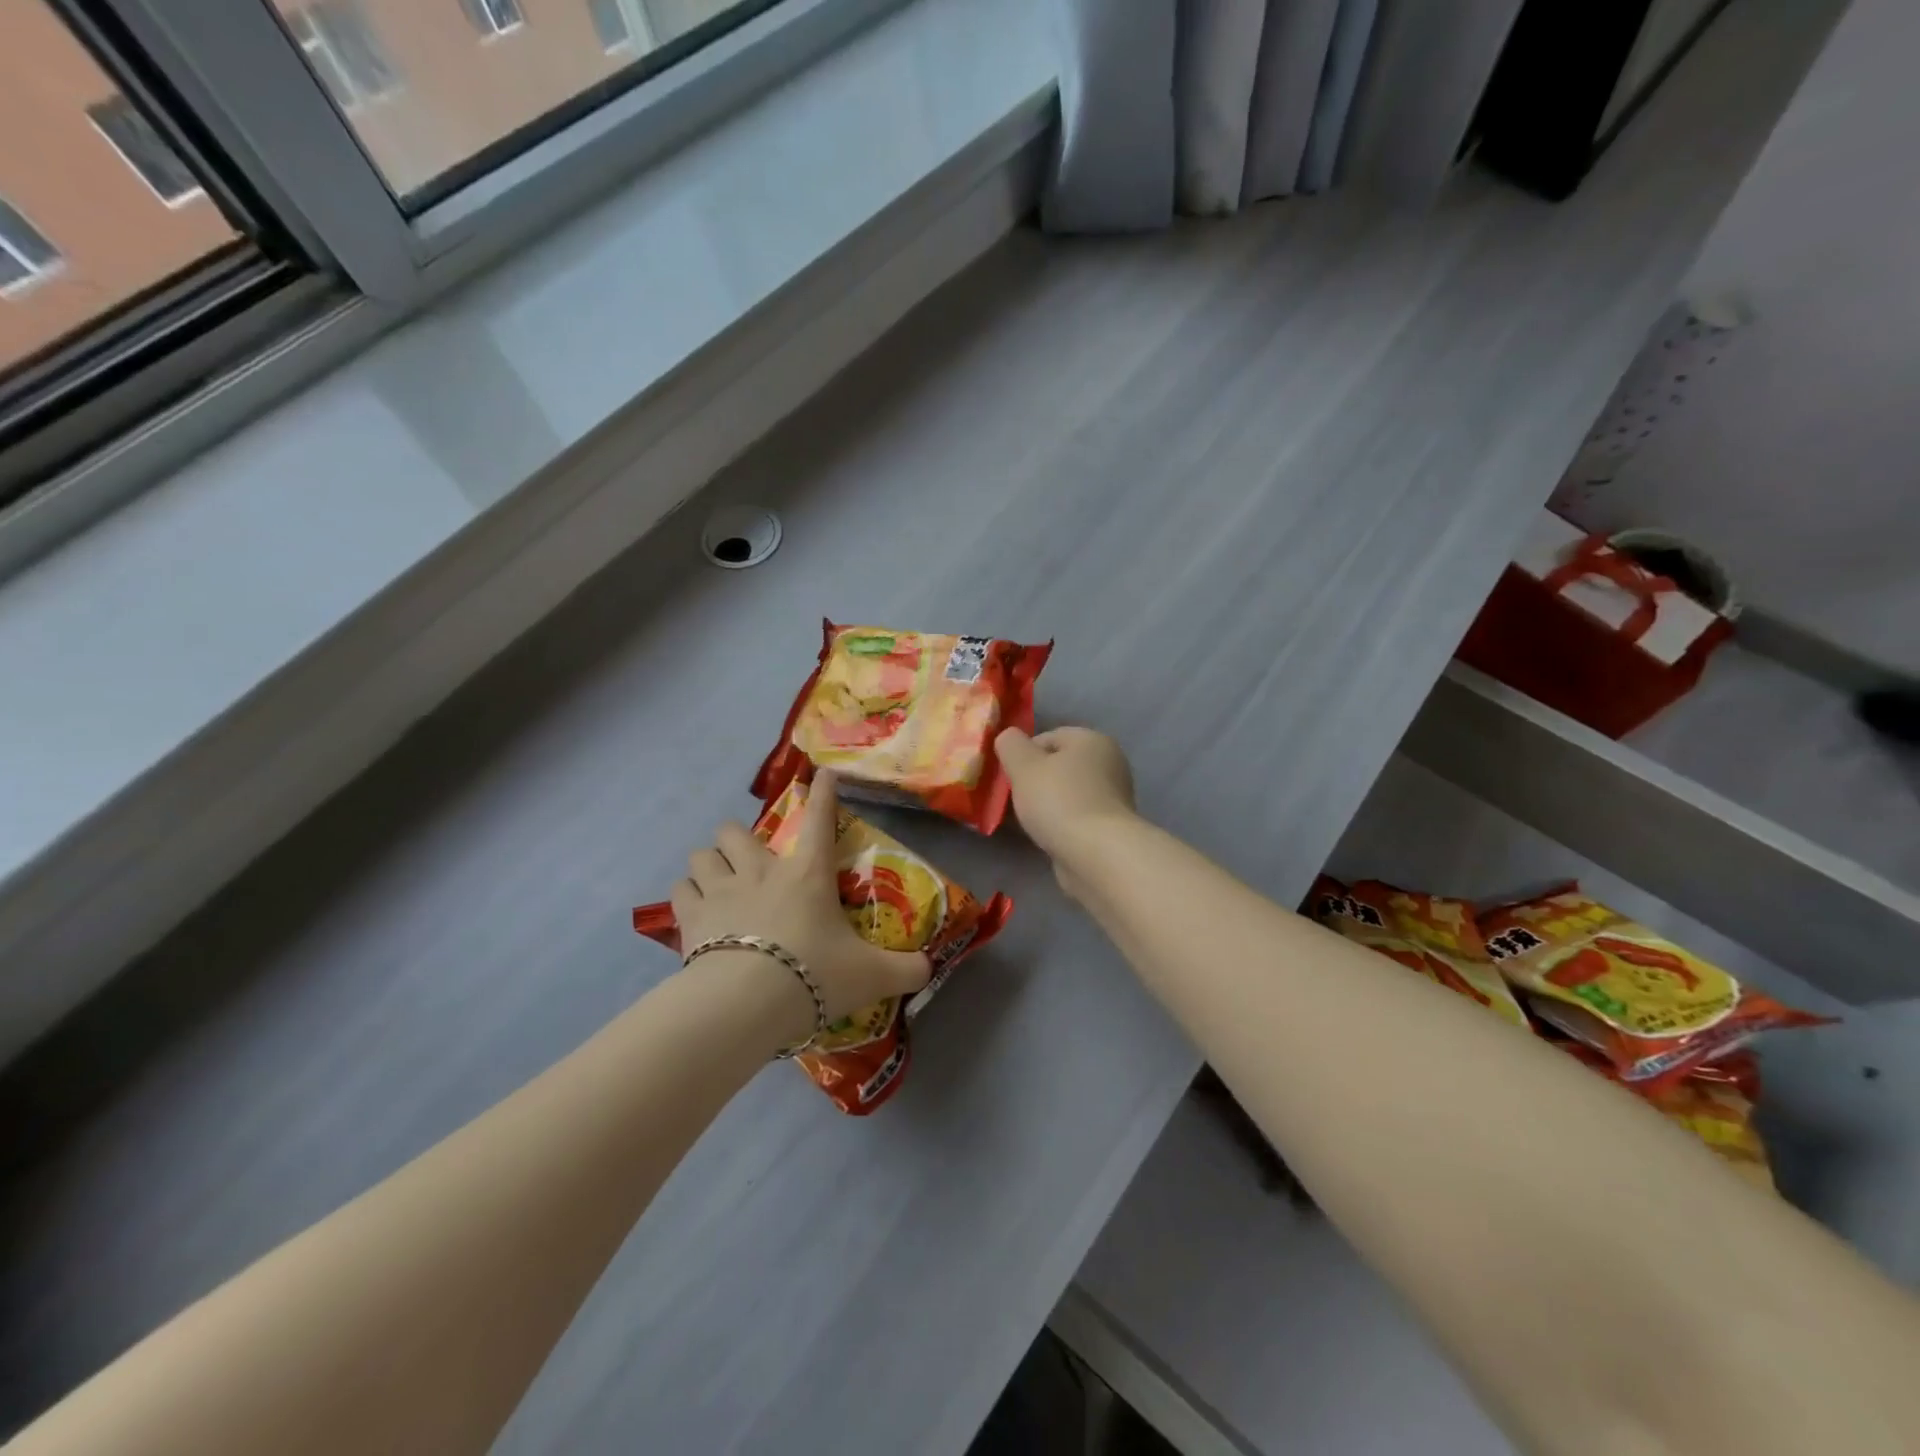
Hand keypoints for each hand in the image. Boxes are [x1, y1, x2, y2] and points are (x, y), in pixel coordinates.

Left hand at [671, 772, 930, 1042]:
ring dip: (709, 865)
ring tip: (716, 882)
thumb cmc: (814, 975)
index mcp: (807, 874)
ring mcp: (721, 890)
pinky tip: (694, 911)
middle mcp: (761, 871)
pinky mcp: (690, 917)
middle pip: (734, 831)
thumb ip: (904, 970)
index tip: (820, 774)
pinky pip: (680, 891)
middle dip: (737, 838)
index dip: (823, 793)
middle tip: (749, 862)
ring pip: (702, 855)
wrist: (747, 1003)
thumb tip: (930, 968)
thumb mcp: (871, 976)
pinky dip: (687, 896)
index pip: (820, 820)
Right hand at [995, 727, 1137, 886]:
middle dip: (1034, 781)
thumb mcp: (1023, 765)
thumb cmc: (1059, 801)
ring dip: (1046, 804)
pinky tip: (1046, 837)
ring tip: (1027, 822)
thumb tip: (1008, 737)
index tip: (1008, 778)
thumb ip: (1010, 744)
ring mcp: (1113, 798)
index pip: (1048, 738)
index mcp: (1092, 740)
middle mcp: (1109, 763)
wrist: (1097, 854)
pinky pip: (1076, 817)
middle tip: (1014, 800)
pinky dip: (1060, 824)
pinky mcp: (1111, 827)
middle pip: (1059, 766)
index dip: (1022, 755)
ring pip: (1066, 794)